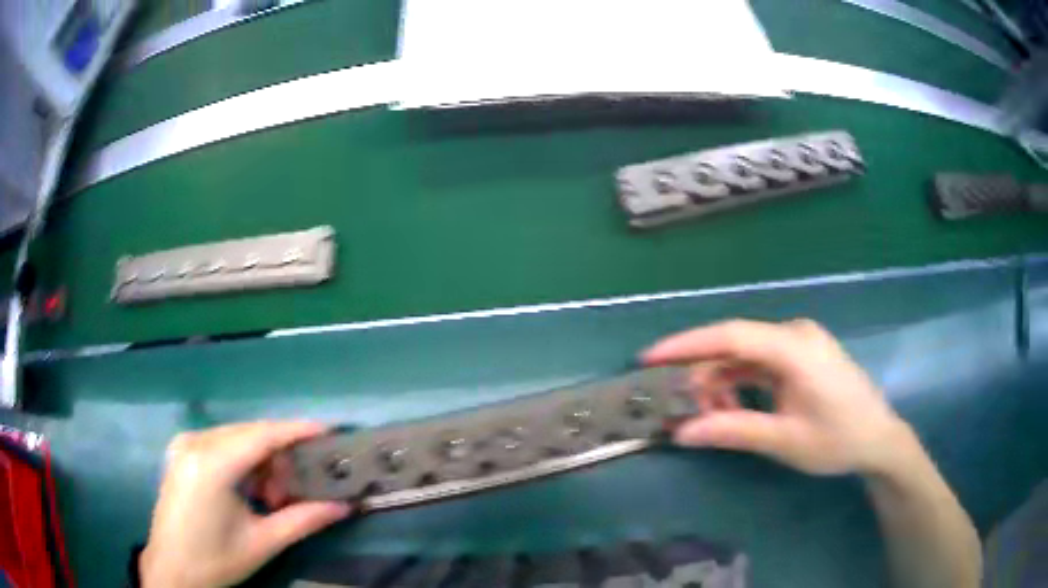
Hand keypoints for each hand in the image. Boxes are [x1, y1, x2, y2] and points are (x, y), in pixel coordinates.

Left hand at [140, 422, 351, 587]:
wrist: (172, 569)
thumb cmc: (216, 559)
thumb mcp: (262, 543)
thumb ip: (303, 519)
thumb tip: (344, 506)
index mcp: (211, 465)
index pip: (261, 436)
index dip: (296, 430)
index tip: (328, 429)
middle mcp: (194, 443)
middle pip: (249, 433)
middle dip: (280, 454)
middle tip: (299, 485)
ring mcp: (184, 444)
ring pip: (236, 437)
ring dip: (262, 459)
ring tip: (273, 495)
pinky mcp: (181, 451)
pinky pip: (221, 443)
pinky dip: (243, 459)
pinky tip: (250, 488)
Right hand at [643, 319, 912, 475]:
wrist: (879, 440)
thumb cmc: (838, 439)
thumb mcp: (784, 440)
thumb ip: (734, 431)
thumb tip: (682, 432)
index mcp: (795, 348)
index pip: (732, 335)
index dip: (688, 344)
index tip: (650, 357)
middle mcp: (796, 334)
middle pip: (737, 345)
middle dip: (704, 374)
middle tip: (680, 406)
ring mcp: (801, 342)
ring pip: (747, 355)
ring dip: (724, 382)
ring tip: (710, 416)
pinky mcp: (803, 355)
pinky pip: (762, 362)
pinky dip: (743, 383)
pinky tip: (735, 407)